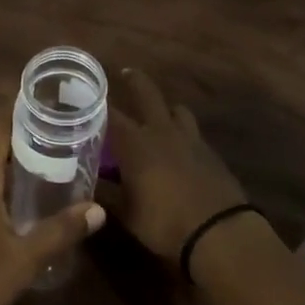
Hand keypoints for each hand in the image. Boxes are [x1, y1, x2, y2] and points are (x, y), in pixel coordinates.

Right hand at [106, 69, 248, 261]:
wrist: (219, 231)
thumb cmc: (164, 222)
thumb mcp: (127, 214)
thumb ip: (106, 195)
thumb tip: (86, 189)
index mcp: (136, 143)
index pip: (111, 115)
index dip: (98, 104)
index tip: (88, 97)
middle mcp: (162, 132)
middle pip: (148, 95)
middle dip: (136, 81)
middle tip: (126, 73)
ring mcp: (190, 139)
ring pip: (177, 110)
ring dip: (166, 109)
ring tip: (159, 115)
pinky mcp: (210, 152)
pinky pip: (193, 133)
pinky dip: (183, 134)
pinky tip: (180, 149)